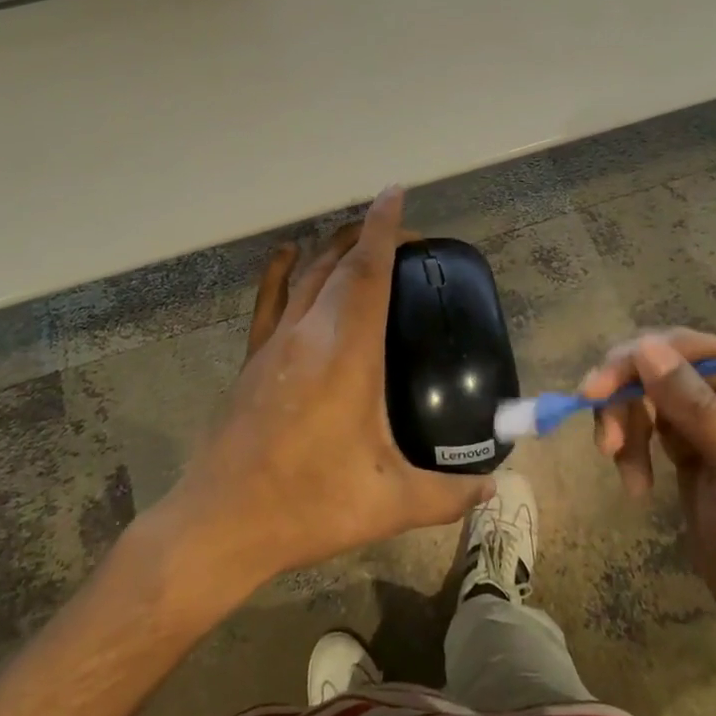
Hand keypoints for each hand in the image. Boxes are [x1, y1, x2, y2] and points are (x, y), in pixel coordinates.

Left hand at [165, 187, 492, 584]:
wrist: (222, 521)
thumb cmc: (309, 505)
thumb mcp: (390, 503)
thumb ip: (448, 494)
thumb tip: (493, 486)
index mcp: (347, 352)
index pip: (368, 270)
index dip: (384, 228)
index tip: (396, 194)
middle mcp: (309, 332)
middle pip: (340, 262)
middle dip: (370, 236)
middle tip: (405, 239)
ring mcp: (275, 341)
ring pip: (306, 272)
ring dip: (334, 246)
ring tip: (361, 239)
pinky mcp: (253, 357)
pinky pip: (268, 298)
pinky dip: (280, 268)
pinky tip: (288, 252)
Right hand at [585, 330, 715, 646]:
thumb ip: (696, 407)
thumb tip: (643, 346)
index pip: (691, 349)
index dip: (637, 362)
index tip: (595, 393)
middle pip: (660, 363)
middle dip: (626, 398)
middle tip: (604, 442)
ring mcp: (713, 411)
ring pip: (644, 390)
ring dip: (624, 425)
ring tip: (621, 469)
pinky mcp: (689, 438)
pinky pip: (644, 419)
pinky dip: (630, 445)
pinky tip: (635, 483)